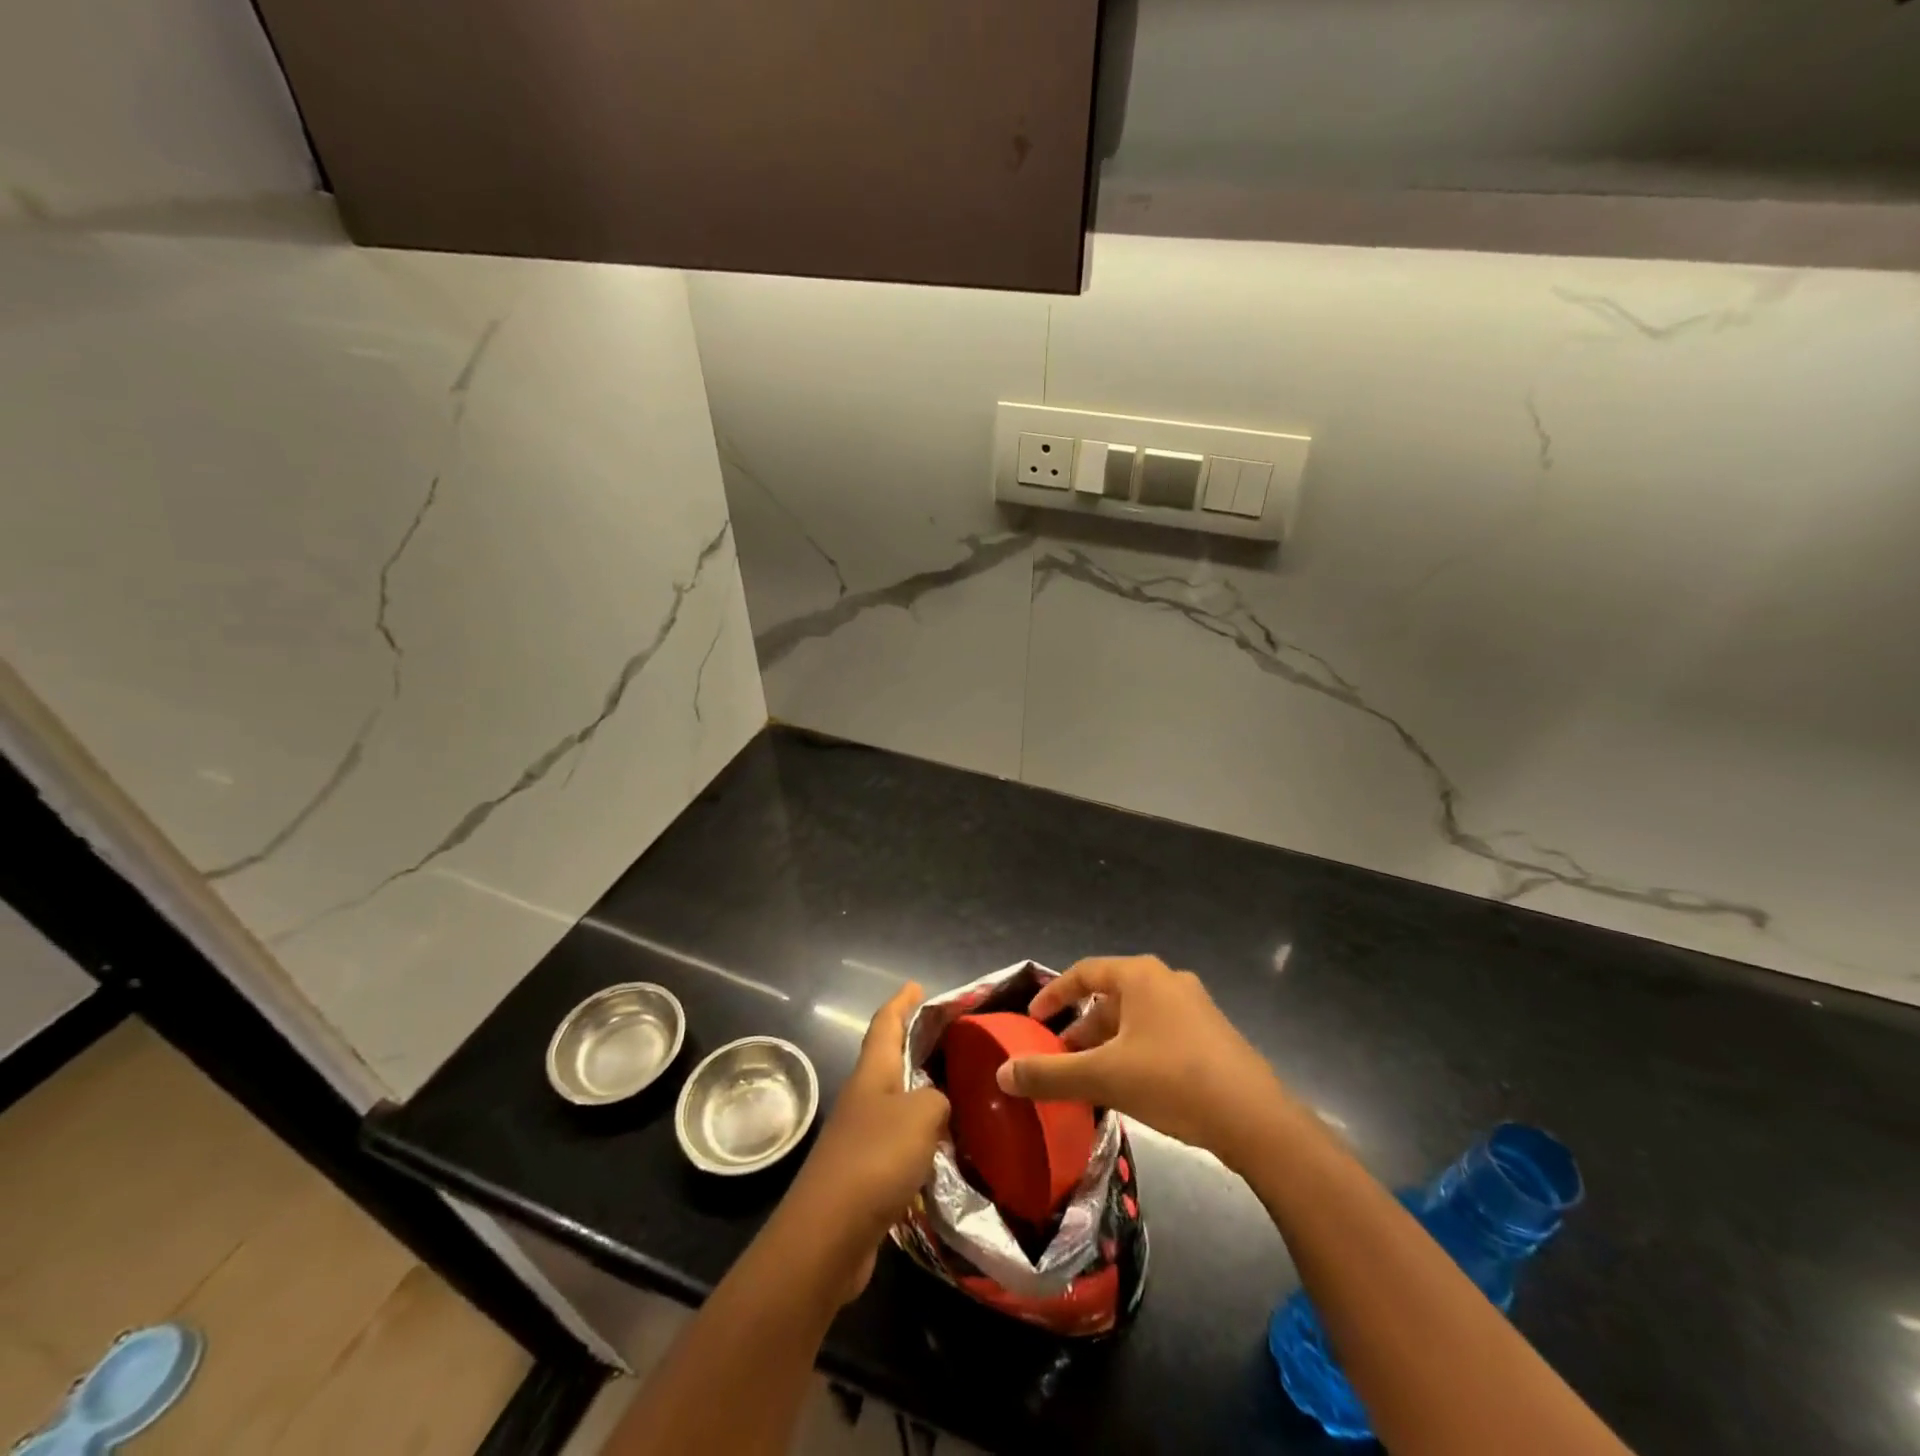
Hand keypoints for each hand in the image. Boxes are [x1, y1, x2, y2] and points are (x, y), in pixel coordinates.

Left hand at [782, 982, 948, 1300]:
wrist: (828, 1235)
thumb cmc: (874, 1159)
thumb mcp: (921, 1116)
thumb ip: (938, 1100)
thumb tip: (938, 1106)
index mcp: (873, 1073)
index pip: (886, 1024)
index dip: (902, 1002)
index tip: (917, 985)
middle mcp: (864, 1098)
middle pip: (890, 1060)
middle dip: (916, 1046)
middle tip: (952, 1041)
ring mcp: (860, 1136)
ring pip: (896, 1102)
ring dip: (921, 1094)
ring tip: (958, 1092)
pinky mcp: (864, 1173)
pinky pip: (899, 1141)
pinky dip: (920, 1137)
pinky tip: (944, 1148)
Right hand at [996, 956, 1291, 1168]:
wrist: (1255, 1120)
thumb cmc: (1173, 1081)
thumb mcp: (1104, 1077)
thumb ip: (1050, 1074)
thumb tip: (1002, 1074)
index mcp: (1140, 976)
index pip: (1084, 973)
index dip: (1054, 994)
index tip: (1033, 1020)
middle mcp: (1167, 981)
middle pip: (1110, 996)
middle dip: (1081, 1027)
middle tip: (1060, 1057)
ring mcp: (1194, 1007)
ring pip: (1136, 1017)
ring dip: (1107, 1042)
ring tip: (1090, 1077)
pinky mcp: (1211, 1035)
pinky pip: (1159, 1033)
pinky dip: (1135, 1050)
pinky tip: (1130, 1086)